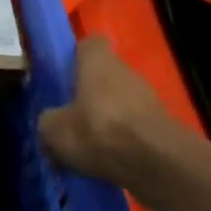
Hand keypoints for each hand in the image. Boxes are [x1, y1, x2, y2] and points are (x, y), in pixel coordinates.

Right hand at [39, 36, 210, 210]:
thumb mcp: (55, 130)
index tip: (65, 75)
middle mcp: (125, 72)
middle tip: (71, 118)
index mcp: (98, 60)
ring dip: (108, 122)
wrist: (161, 166)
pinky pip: (136, 132)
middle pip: (105, 76)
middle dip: (90, 95)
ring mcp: (148, 101)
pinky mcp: (163, 131)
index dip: (77, 56)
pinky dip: (125, 145)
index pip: (90, 44)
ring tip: (89, 149)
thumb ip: (47, 123)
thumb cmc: (101, 131)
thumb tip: (49, 126)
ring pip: (121, 105)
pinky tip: (110, 166)